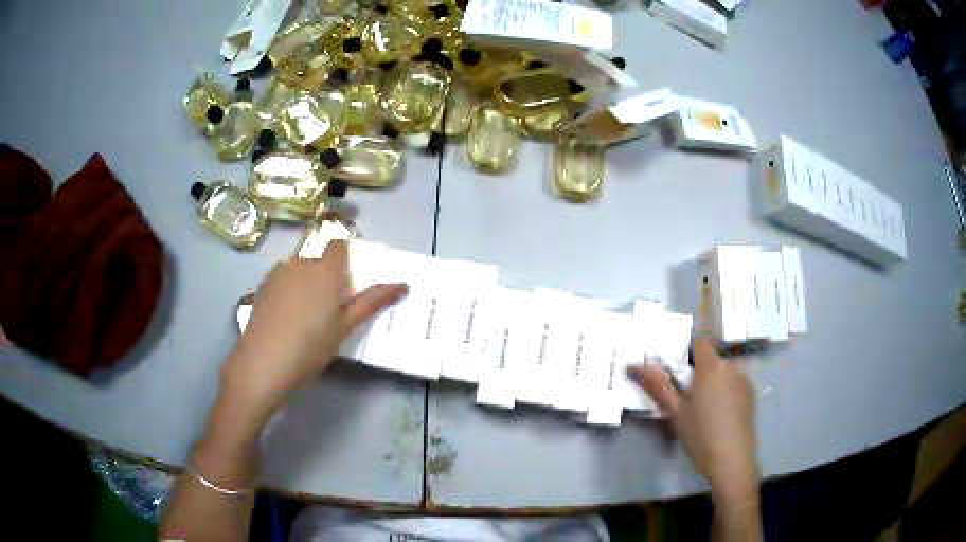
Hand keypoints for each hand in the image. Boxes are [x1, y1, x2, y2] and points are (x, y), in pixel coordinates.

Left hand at [223, 241, 407, 414]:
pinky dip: (288, 293)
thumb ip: (372, 302)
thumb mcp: (346, 326)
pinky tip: (285, 321)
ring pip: (299, 272)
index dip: (344, 259)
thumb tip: (403, 284)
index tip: (346, 284)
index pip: (338, 246)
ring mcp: (277, 274)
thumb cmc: (312, 345)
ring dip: (306, 285)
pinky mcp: (262, 287)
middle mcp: (300, 263)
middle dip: (326, 279)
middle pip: (319, 262)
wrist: (264, 361)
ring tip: (304, 320)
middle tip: (328, 313)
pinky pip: (282, 281)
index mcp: (324, 270)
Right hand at [629, 338, 758, 502]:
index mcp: (711, 366)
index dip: (689, 351)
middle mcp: (731, 367)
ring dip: (714, 382)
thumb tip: (634, 365)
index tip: (679, 371)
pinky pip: (735, 384)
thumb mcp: (675, 412)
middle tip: (687, 397)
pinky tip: (720, 416)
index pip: (700, 341)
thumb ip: (658, 385)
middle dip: (700, 371)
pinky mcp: (752, 395)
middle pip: (712, 358)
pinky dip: (726, 392)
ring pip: (724, 372)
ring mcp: (745, 380)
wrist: (732, 460)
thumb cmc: (700, 435)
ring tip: (704, 410)